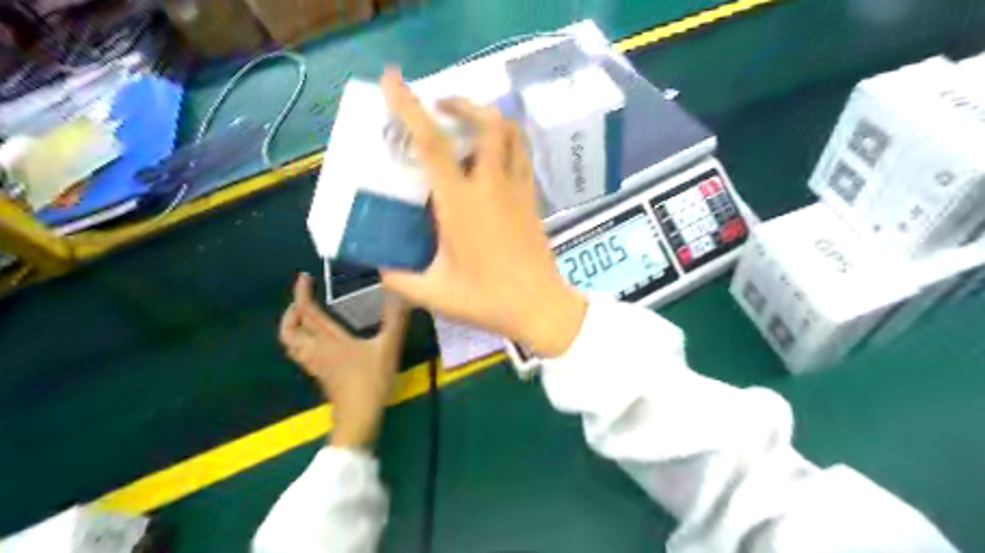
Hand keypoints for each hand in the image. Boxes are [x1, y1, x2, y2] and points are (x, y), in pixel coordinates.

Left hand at [281, 272, 408, 449]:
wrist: (358, 417)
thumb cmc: (371, 381)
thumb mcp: (387, 349)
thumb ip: (395, 321)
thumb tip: (404, 296)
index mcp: (329, 341)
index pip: (307, 313)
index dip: (301, 294)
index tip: (304, 277)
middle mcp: (317, 351)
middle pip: (290, 331)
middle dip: (291, 312)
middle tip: (303, 300)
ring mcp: (317, 365)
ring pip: (292, 344)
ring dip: (293, 328)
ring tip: (306, 317)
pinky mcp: (322, 375)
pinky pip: (302, 353)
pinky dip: (302, 341)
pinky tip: (319, 340)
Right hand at [379, 69, 582, 354]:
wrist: (540, 307)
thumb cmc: (487, 299)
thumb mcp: (435, 293)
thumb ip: (400, 279)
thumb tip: (381, 267)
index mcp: (460, 204)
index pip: (432, 145)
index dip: (410, 108)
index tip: (393, 80)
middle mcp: (491, 186)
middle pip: (487, 123)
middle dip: (462, 103)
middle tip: (440, 106)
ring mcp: (517, 190)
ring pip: (513, 134)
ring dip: (489, 117)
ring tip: (468, 123)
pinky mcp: (532, 199)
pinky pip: (522, 155)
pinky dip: (507, 141)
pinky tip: (493, 156)